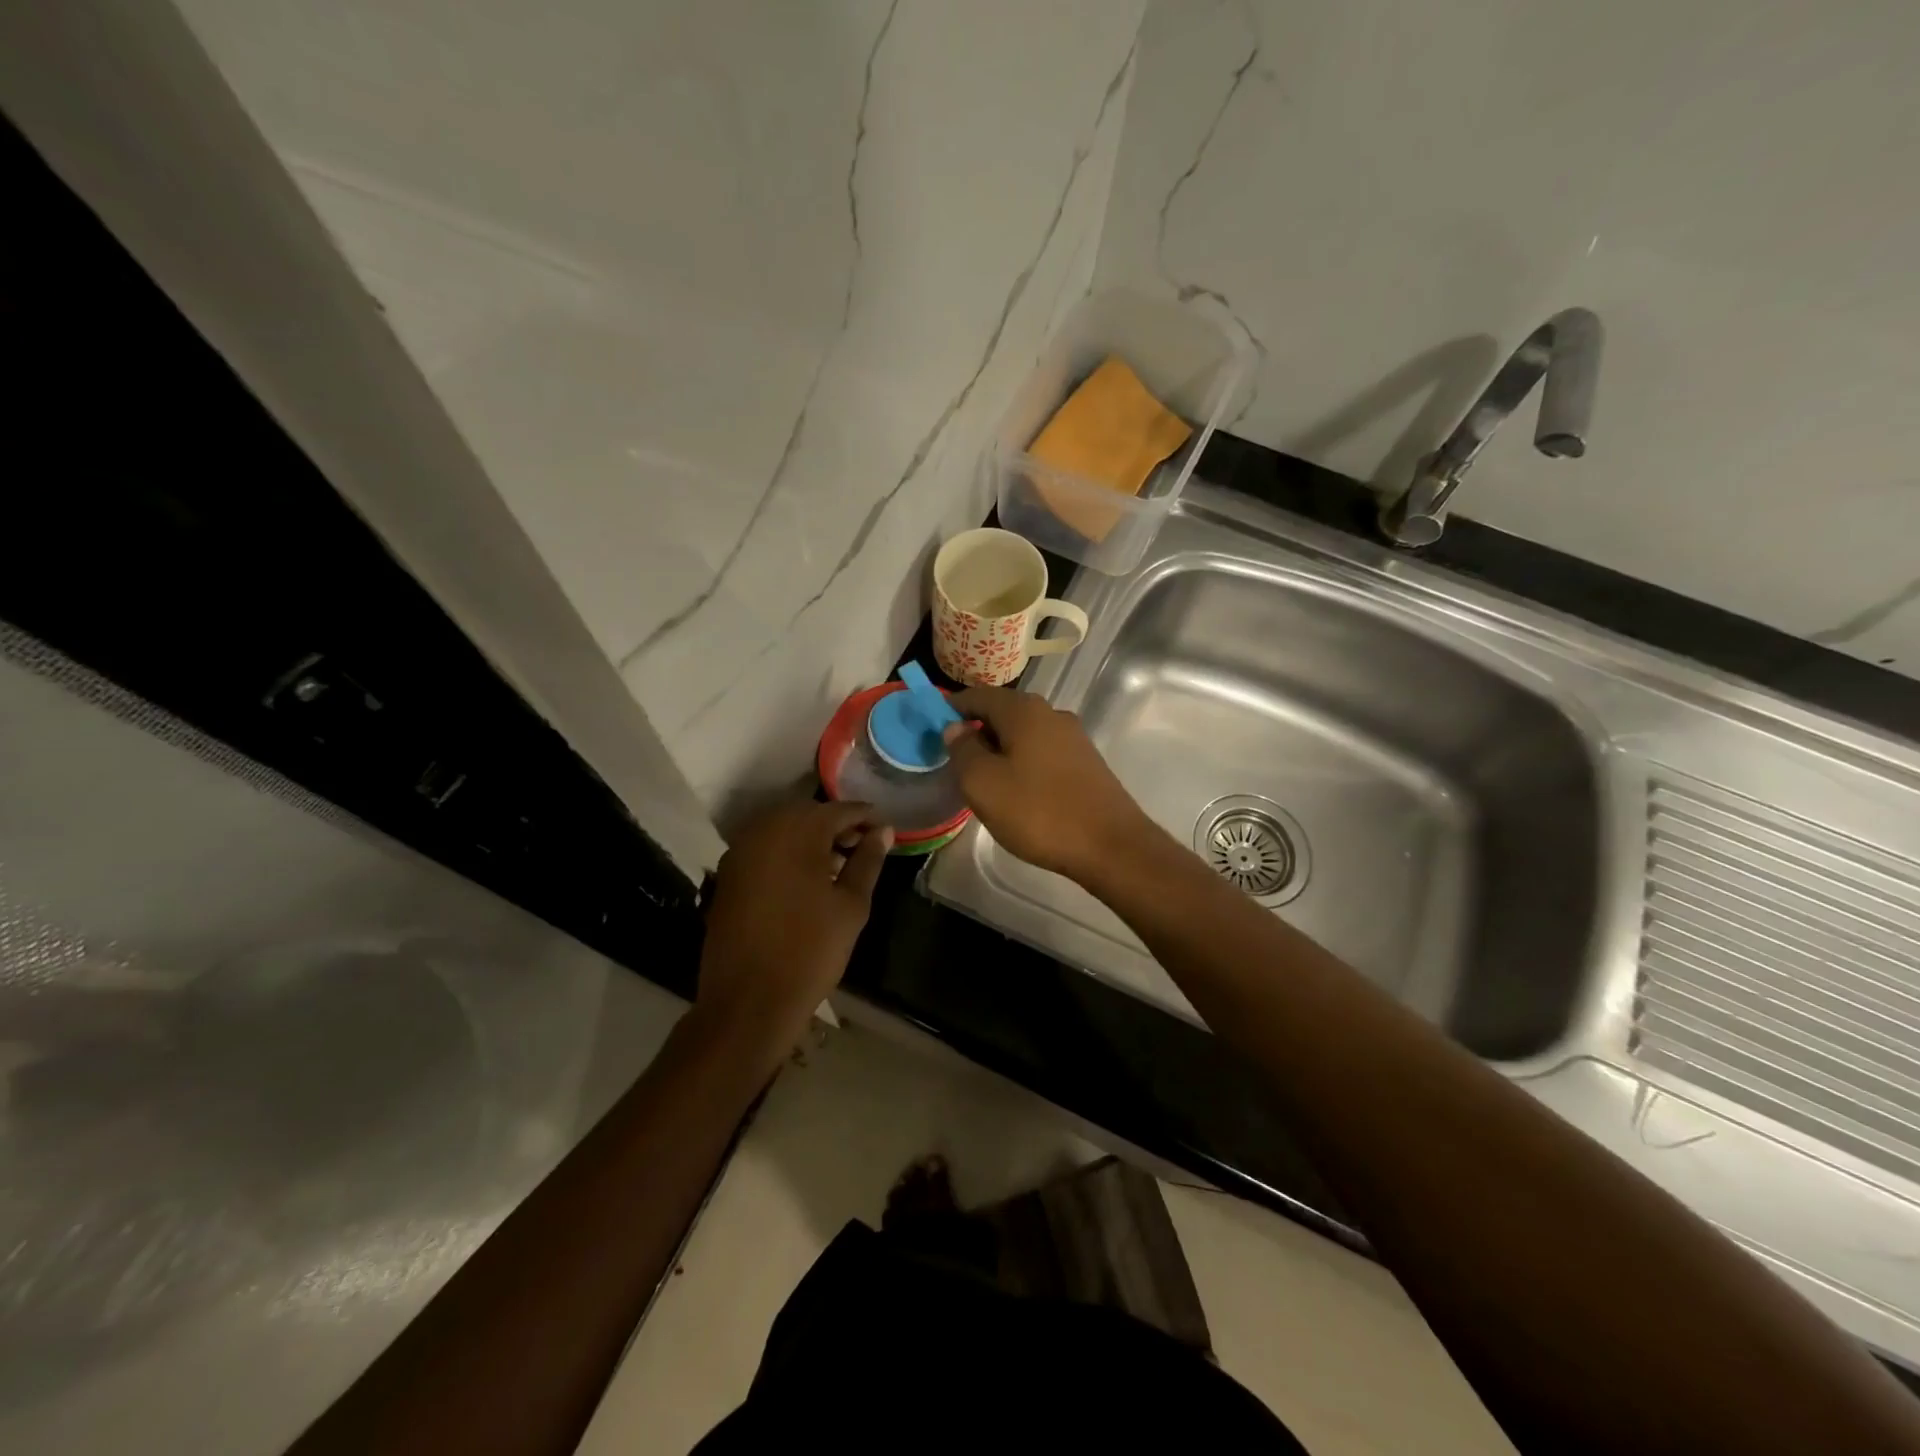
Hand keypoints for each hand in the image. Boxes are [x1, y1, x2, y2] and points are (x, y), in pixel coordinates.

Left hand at [696, 800, 891, 1063]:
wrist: (748, 1001)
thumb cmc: (810, 950)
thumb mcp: (851, 905)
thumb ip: (867, 861)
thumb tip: (883, 831)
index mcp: (797, 831)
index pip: (840, 810)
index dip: (866, 818)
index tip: (886, 830)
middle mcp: (763, 830)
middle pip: (808, 814)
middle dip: (838, 825)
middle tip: (864, 846)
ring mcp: (740, 852)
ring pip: (784, 830)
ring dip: (812, 839)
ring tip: (840, 865)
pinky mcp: (728, 875)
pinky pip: (765, 849)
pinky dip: (788, 853)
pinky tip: (808, 878)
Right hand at [941, 686, 1154, 883]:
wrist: (1110, 846)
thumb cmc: (1038, 812)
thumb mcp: (983, 784)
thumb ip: (963, 750)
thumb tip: (955, 728)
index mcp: (1024, 710)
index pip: (978, 695)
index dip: (952, 708)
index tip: (933, 729)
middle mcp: (1051, 714)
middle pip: (1004, 711)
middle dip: (976, 729)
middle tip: (955, 759)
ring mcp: (1073, 737)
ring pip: (1024, 733)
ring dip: (1000, 748)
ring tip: (983, 778)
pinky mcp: (1086, 762)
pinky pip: (1043, 751)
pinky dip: (1023, 761)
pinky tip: (1017, 789)